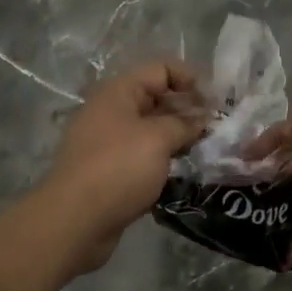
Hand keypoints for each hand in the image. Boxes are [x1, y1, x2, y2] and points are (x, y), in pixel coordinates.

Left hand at [40, 60, 207, 272]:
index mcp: (119, 92)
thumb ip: (184, 124)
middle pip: (157, 98)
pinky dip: (164, 160)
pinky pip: (144, 156)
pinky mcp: (111, 171)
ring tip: (206, 150)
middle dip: (188, 110)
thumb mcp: (158, 138)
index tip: (216, 101)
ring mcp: (109, 142)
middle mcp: (112, 111)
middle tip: (217, 128)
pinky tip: (185, 171)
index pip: (161, 69)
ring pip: (152, 130)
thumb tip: (202, 120)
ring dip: (178, 137)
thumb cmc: (118, 168)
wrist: (74, 221)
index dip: (190, 79)